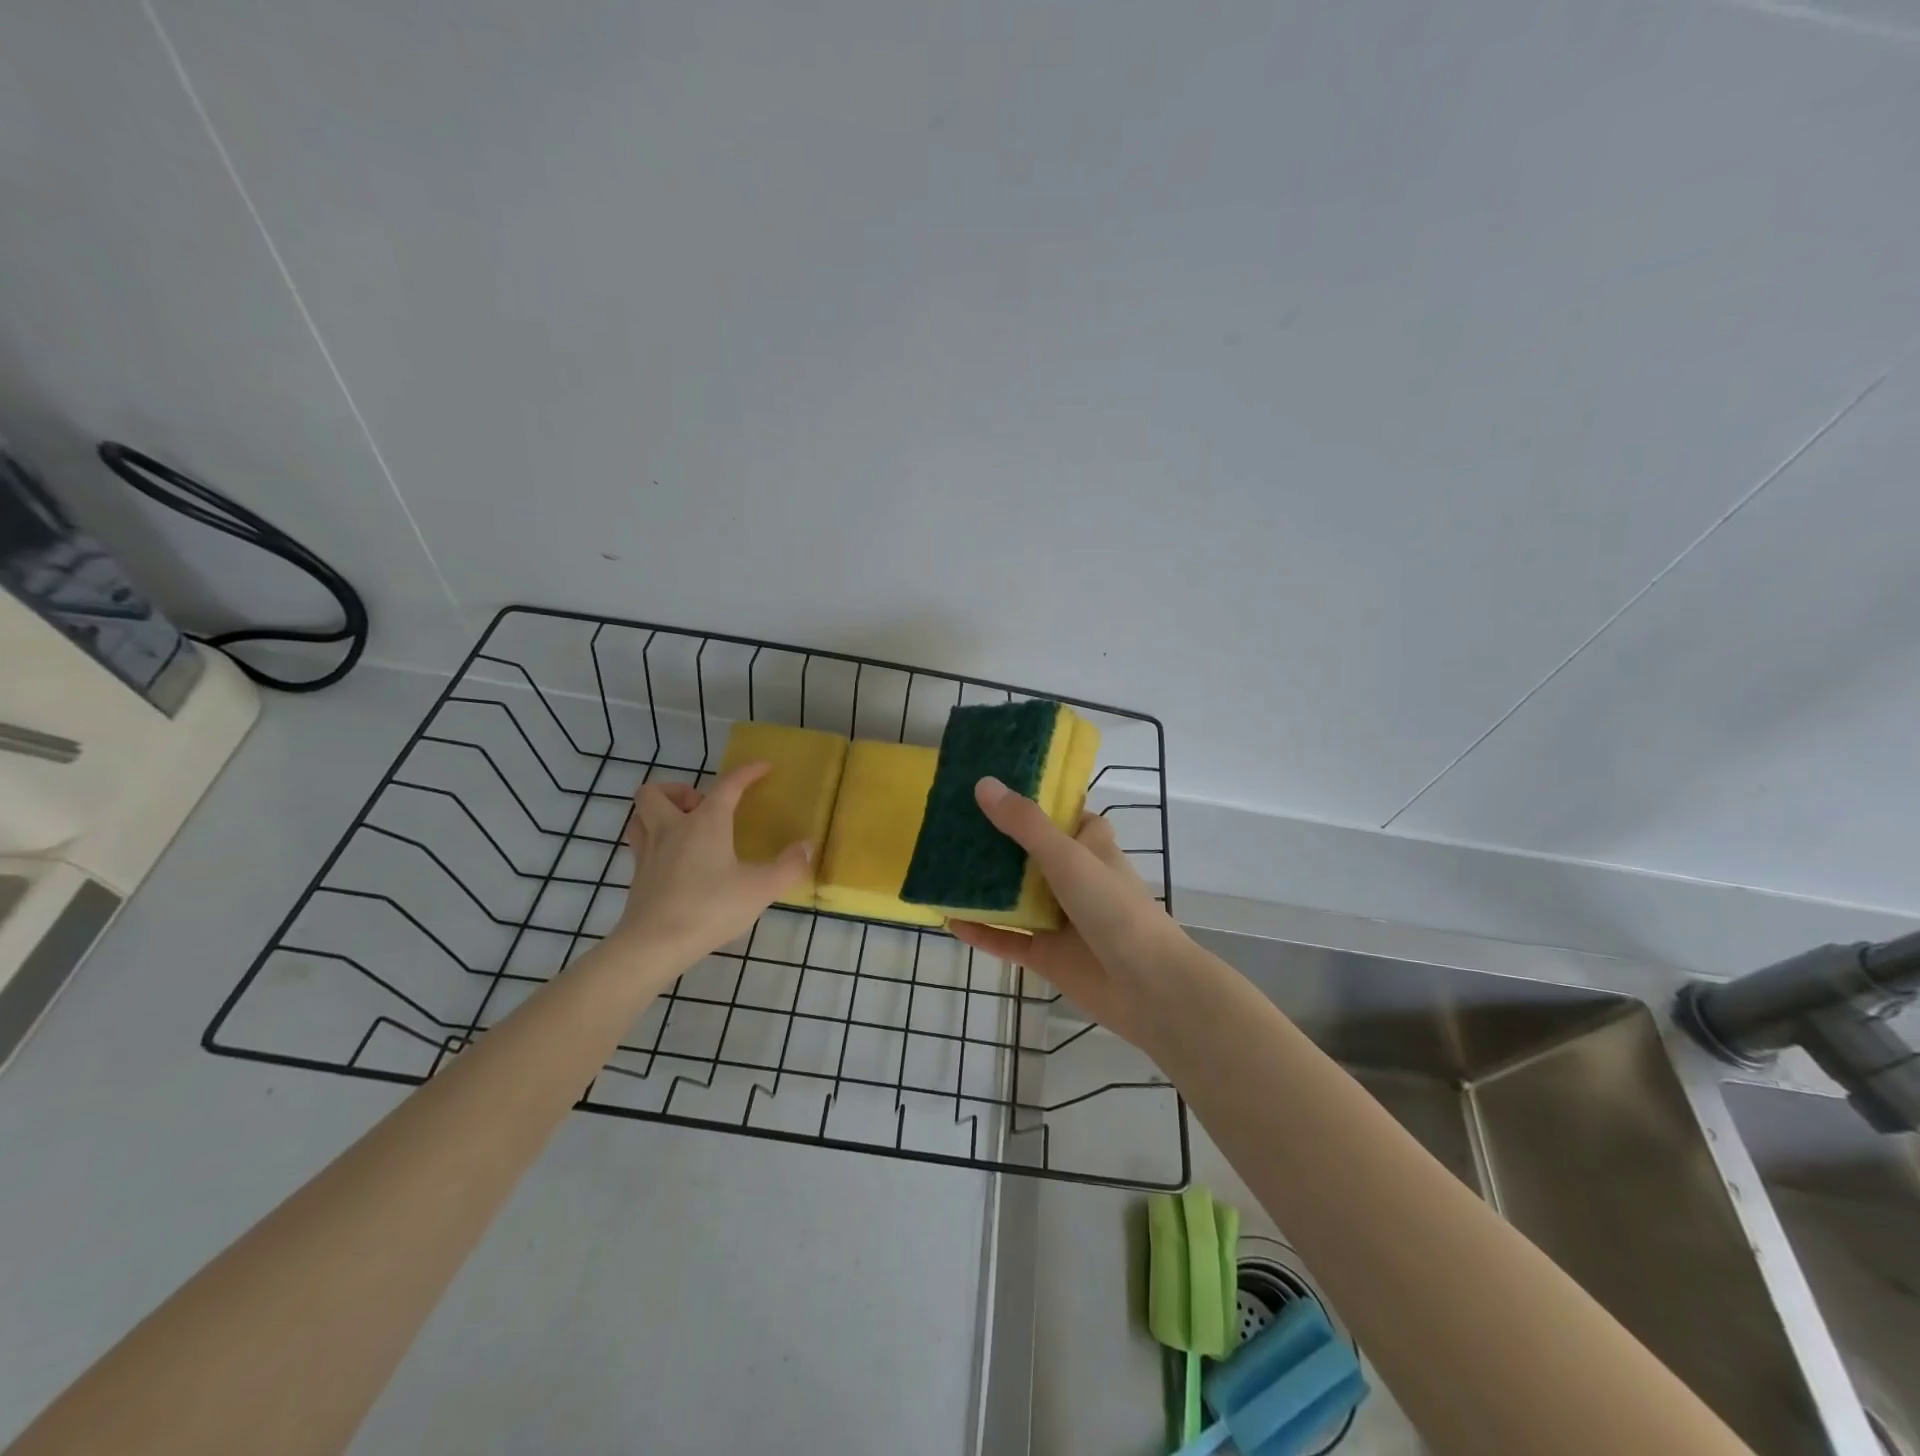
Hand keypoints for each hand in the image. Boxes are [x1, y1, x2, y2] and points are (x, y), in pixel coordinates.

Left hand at [611, 762, 809, 964]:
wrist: (654, 945)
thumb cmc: (711, 908)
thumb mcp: (761, 889)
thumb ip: (788, 866)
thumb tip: (806, 846)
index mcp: (705, 823)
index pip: (727, 785)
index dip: (747, 772)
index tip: (763, 768)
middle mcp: (672, 829)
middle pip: (657, 792)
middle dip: (678, 790)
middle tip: (701, 807)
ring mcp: (649, 853)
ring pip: (639, 815)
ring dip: (658, 812)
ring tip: (682, 826)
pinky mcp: (637, 877)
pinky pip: (639, 844)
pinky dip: (654, 841)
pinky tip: (673, 859)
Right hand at [947, 777, 1190, 1054]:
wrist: (1147, 987)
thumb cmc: (1114, 908)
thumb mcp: (1068, 857)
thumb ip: (1025, 824)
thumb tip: (984, 784)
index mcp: (1089, 847)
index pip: (1065, 815)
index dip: (1036, 800)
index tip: (996, 786)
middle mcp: (1074, 878)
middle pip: (1030, 854)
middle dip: (996, 842)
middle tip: (952, 822)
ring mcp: (1059, 918)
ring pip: (1015, 897)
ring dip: (984, 886)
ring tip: (941, 867)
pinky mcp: (1046, 955)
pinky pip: (1007, 939)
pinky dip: (981, 930)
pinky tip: (948, 920)